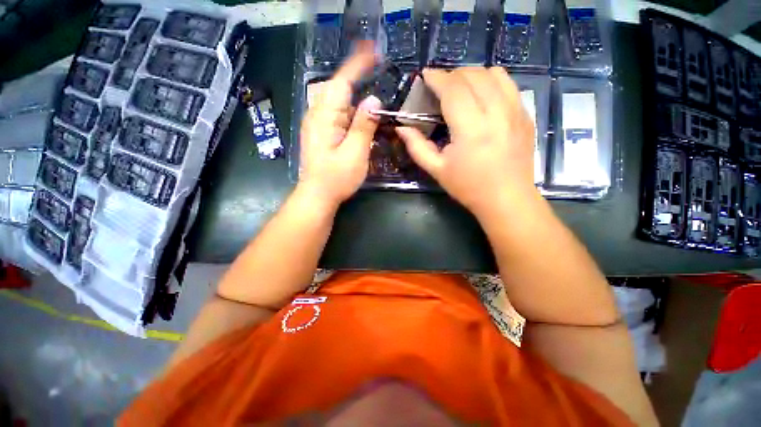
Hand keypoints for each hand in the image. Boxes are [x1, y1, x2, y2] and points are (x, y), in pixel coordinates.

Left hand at [298, 42, 382, 207]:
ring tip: (373, 102)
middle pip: (339, 89)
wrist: (317, 196)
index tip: (373, 51)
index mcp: (325, 116)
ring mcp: (317, 124)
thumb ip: (364, 125)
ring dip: (356, 99)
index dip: (358, 64)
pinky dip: (351, 113)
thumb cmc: (336, 178)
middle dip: (357, 78)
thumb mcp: (355, 153)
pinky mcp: (321, 134)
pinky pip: (337, 115)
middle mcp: (317, 115)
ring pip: (338, 103)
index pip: (341, 81)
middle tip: (377, 71)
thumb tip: (374, 100)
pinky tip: (362, 121)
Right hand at [396, 67, 535, 215]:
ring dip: (473, 75)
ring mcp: (516, 111)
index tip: (425, 75)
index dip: (437, 78)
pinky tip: (482, 97)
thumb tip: (401, 128)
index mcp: (471, 129)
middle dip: (452, 75)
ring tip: (461, 89)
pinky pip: (509, 84)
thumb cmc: (469, 187)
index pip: (453, 89)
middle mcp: (497, 113)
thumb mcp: (437, 170)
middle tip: (440, 87)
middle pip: (473, 75)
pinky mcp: (526, 115)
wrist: (507, 199)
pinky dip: (491, 82)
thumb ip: (416, 147)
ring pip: (494, 73)